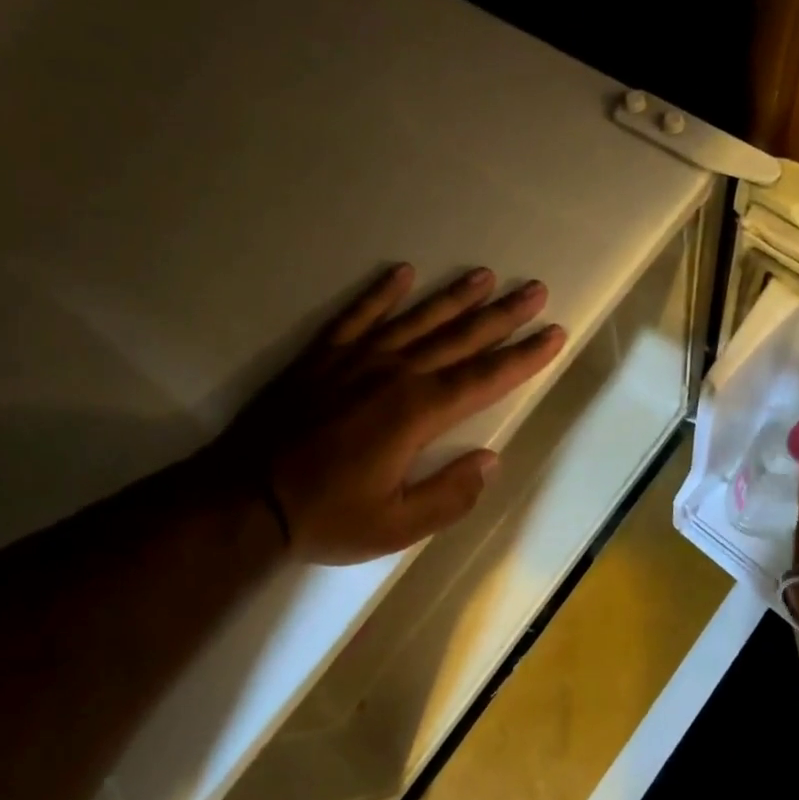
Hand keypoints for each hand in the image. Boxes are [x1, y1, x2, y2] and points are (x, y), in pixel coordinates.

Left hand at [223, 263, 565, 563]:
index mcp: (418, 414)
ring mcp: (355, 360)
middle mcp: (394, 375)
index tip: (554, 333)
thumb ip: (449, 494)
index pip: (485, 379)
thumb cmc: (326, 516)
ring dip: (453, 297)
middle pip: (459, 338)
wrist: (244, 500)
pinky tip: (401, 273)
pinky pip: (356, 316)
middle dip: (503, 315)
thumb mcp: (397, 526)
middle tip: (535, 289)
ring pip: (416, 319)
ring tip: (485, 275)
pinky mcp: (321, 357)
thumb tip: (489, 461)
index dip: (523, 357)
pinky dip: (379, 293)